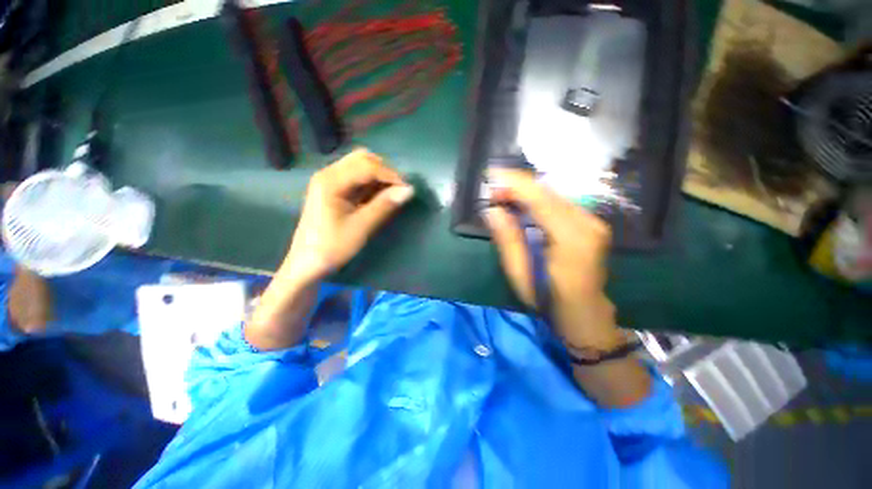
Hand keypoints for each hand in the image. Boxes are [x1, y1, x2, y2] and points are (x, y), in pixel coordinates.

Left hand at [285, 148, 413, 285]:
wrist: (307, 263)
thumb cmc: (333, 246)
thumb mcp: (362, 226)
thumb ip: (385, 205)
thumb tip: (409, 190)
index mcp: (331, 181)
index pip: (367, 166)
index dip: (390, 175)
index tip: (406, 190)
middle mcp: (328, 173)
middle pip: (362, 158)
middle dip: (384, 172)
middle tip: (398, 191)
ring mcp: (329, 180)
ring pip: (360, 166)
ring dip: (378, 177)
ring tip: (390, 195)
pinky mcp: (333, 189)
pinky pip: (356, 177)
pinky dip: (371, 184)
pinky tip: (378, 197)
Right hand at [483, 169, 622, 349]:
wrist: (584, 313)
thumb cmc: (549, 299)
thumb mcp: (520, 274)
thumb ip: (507, 239)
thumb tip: (492, 210)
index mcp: (571, 238)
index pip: (541, 200)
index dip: (515, 183)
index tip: (492, 174)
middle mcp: (588, 223)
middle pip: (548, 193)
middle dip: (518, 187)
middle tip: (493, 191)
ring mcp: (593, 222)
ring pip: (554, 196)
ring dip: (527, 193)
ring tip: (504, 197)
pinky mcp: (591, 224)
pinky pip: (560, 204)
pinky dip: (539, 200)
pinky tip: (523, 205)